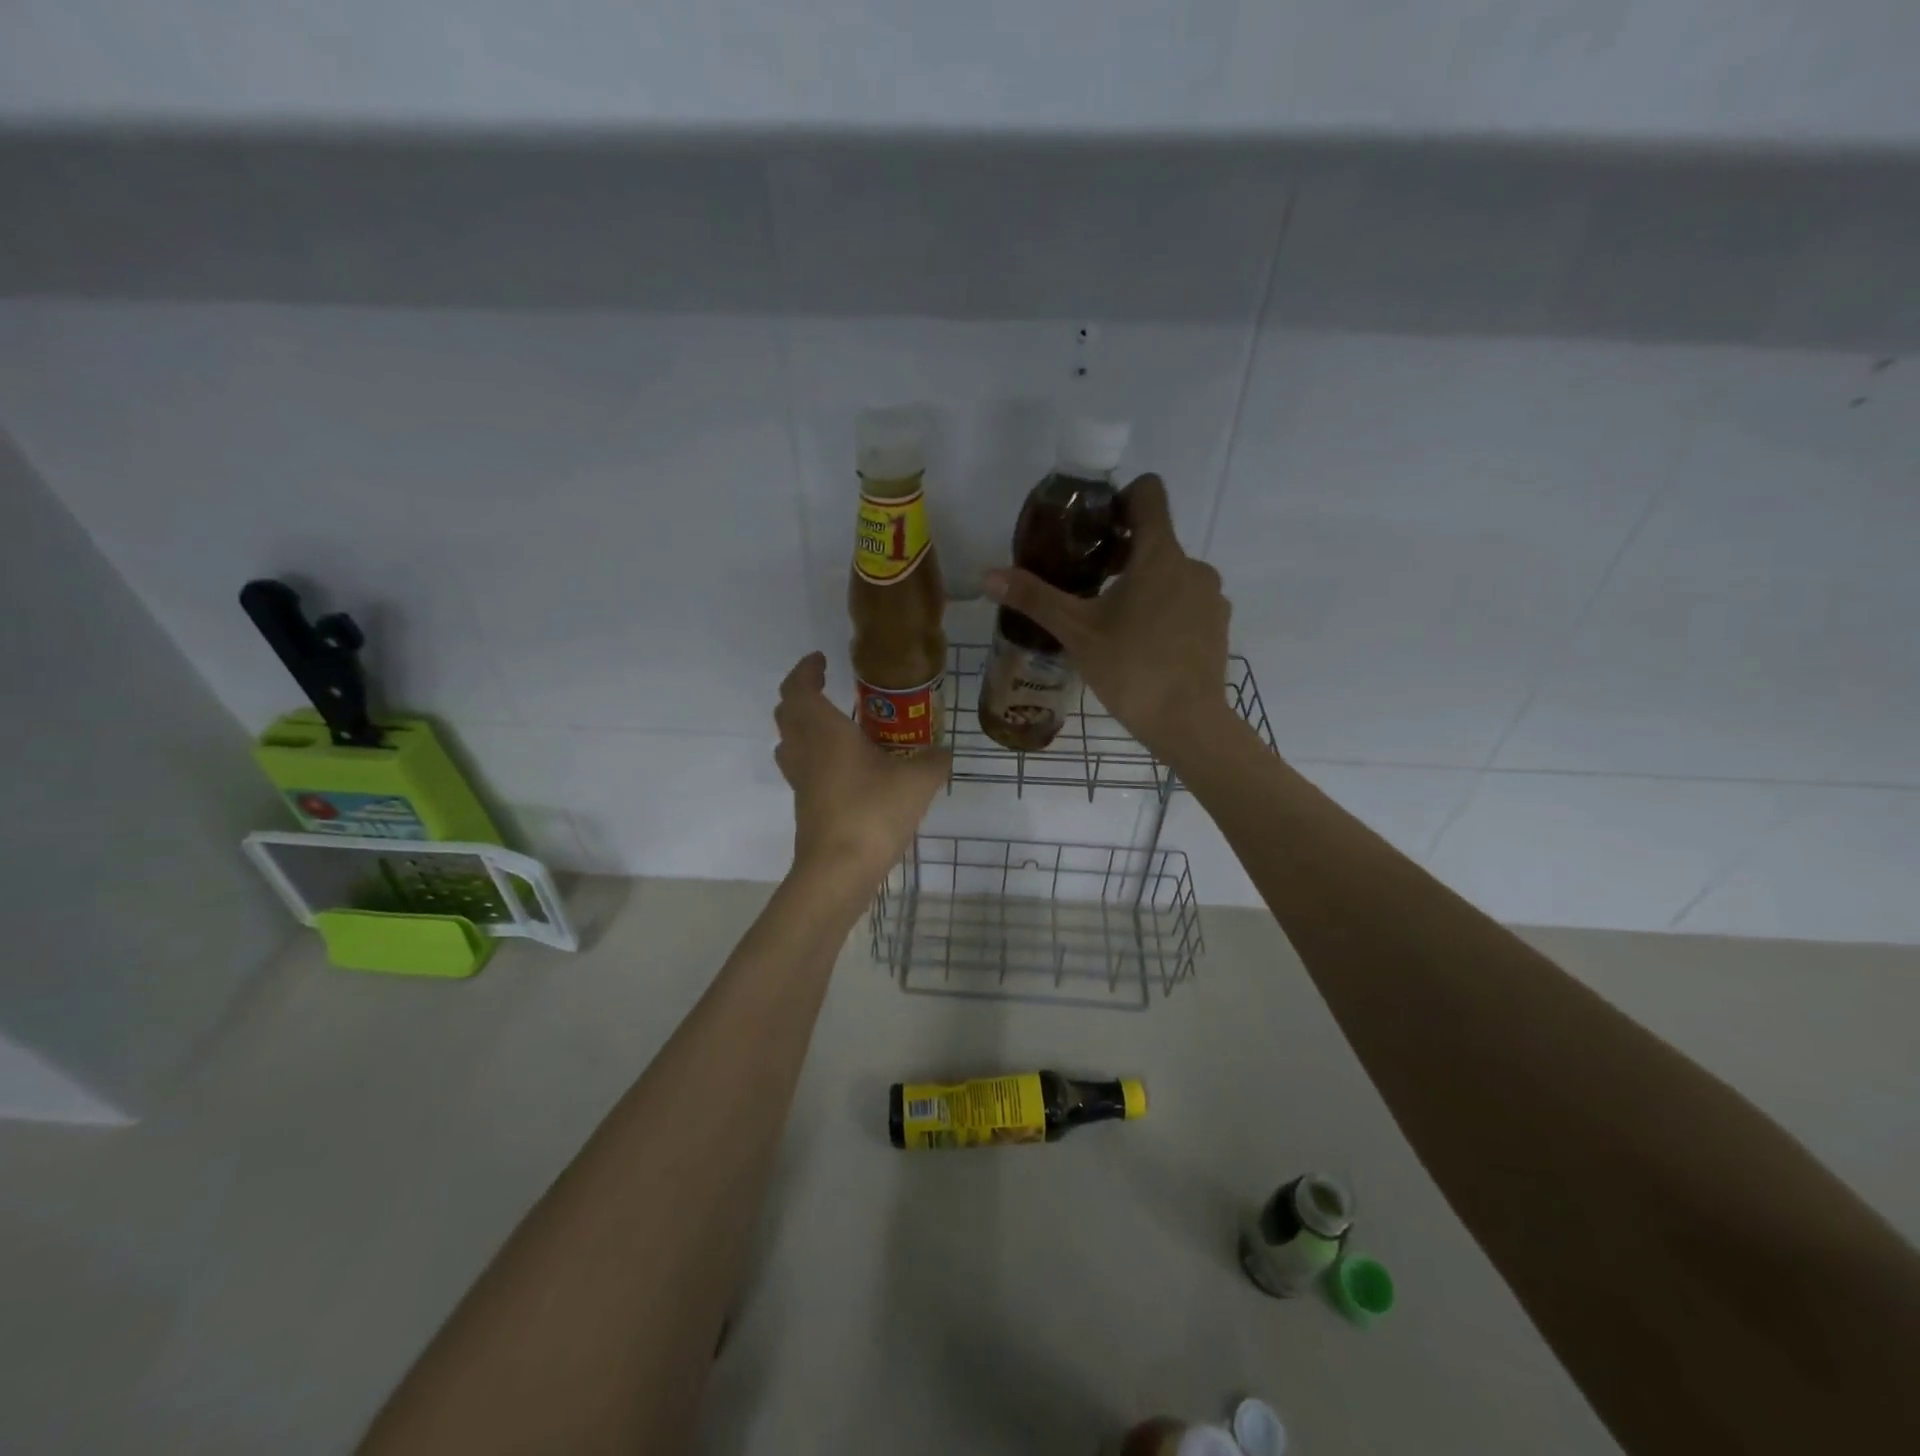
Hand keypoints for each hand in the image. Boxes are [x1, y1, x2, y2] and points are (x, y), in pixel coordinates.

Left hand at [773, 652, 950, 881]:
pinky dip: (815, 755)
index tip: (821, 659)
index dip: (806, 670)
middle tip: (825, 688)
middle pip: (787, 713)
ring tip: (833, 724)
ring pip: (789, 742)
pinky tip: (845, 767)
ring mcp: (801, 781)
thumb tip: (943, 752)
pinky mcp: (805, 806)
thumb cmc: (874, 811)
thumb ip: (934, 760)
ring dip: (803, 726)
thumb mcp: (918, 781)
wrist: (839, 870)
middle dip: (802, 695)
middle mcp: (805, 750)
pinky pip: (803, 768)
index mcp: (824, 731)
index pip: (800, 688)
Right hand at [984, 474, 1231, 763]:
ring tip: (1113, 621)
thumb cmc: (1131, 668)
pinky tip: (1143, 644)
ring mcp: (1211, 597)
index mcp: (1160, 554)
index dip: (1120, 498)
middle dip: (1121, 554)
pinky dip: (1165, 610)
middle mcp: (1193, 565)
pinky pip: (1187, 601)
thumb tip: (987, 575)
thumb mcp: (1076, 632)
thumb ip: (1035, 598)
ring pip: (1171, 574)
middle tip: (1088, 584)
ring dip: (1143, 585)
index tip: (1095, 527)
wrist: (1188, 723)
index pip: (1149, 493)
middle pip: (1155, 539)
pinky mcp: (1218, 625)